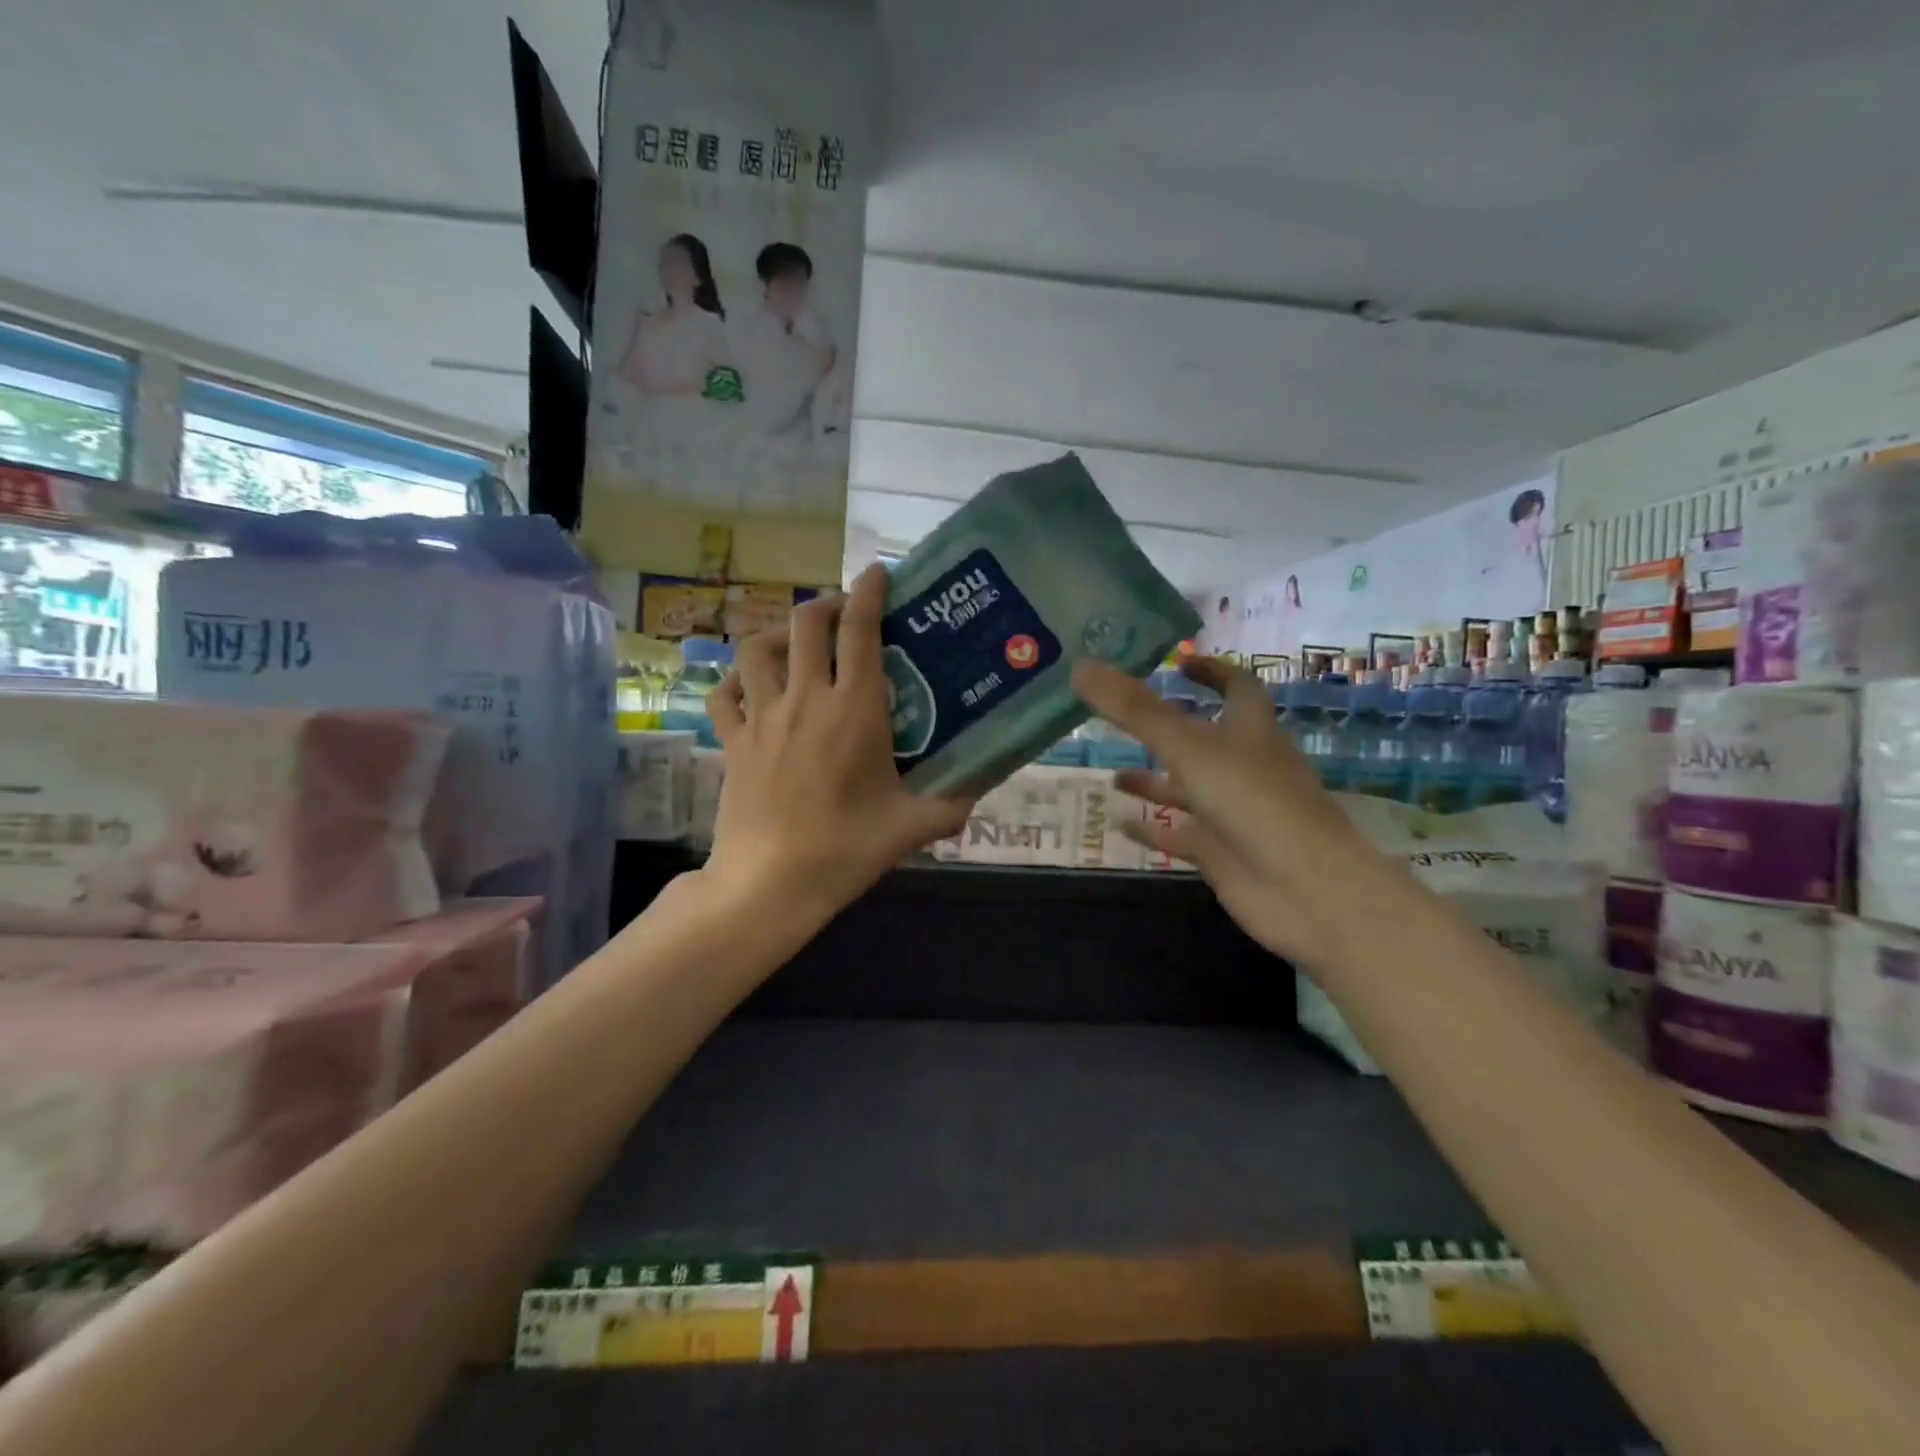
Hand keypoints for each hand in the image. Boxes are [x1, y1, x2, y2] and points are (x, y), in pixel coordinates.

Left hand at [705, 565, 973, 918]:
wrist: (770, 883)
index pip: (861, 630)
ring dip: (780, 633)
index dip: (869, 592)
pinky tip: (751, 686)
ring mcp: (762, 717)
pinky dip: (736, 679)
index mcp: (854, 710)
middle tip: (844, 613)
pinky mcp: (733, 741)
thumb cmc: (845, 850)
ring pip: (758, 648)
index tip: (878, 574)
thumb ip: (953, 803)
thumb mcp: (912, 827)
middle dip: (827, 604)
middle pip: (807, 623)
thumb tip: (980, 787)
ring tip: (797, 644)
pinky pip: (725, 693)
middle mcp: (806, 699)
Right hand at [1072, 657, 1399, 969]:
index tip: (1178, 663)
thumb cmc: (1253, 802)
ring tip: (1112, 775)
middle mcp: (1242, 765)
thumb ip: (1134, 710)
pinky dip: (1151, 828)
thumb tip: (1081, 666)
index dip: (1212, 671)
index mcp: (1249, 730)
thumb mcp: (1188, 748)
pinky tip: (1118, 823)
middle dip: (1167, 727)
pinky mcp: (1220, 851)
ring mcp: (1232, 811)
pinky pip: (1179, 834)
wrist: (1304, 889)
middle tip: (1121, 718)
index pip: (1237, 687)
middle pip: (1204, 737)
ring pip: (1187, 788)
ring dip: (1153, 780)